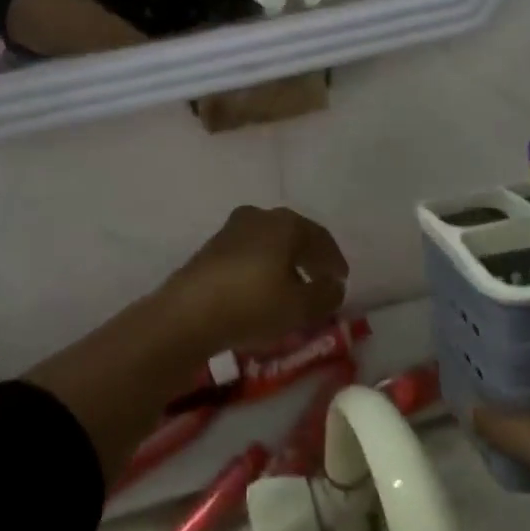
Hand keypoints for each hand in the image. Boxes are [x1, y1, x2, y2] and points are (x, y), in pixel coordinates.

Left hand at [159, 206, 348, 350]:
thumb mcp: (301, 307)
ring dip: (284, 264)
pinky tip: (262, 293)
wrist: (188, 314)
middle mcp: (259, 216)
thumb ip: (326, 295)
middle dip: (308, 258)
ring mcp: (231, 230)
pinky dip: (262, 269)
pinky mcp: (211, 249)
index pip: (320, 237)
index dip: (334, 259)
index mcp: (285, 223)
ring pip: (268, 244)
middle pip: (293, 236)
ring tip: (292, 291)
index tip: (341, 279)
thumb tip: (335, 285)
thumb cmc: (253, 304)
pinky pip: (248, 255)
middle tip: (320, 281)